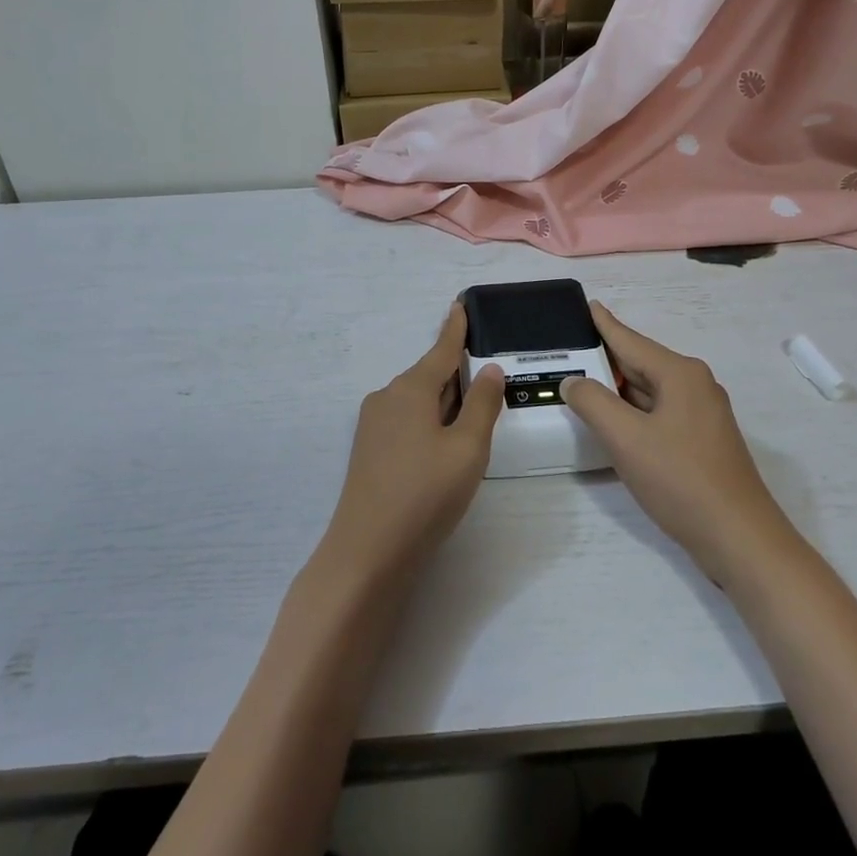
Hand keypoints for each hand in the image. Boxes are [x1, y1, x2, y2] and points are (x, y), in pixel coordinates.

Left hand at [317, 302, 505, 587]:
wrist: (368, 550)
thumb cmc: (426, 493)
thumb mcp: (467, 448)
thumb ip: (482, 405)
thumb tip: (488, 369)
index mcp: (410, 389)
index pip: (441, 350)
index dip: (455, 329)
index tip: (460, 304)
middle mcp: (386, 397)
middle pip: (429, 376)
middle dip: (457, 375)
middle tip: (488, 375)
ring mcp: (373, 425)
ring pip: (418, 401)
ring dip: (444, 403)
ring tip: (474, 416)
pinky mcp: (370, 450)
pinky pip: (406, 421)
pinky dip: (430, 422)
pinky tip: (444, 443)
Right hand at [561, 302, 796, 581]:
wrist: (738, 538)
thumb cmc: (680, 479)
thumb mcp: (626, 438)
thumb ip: (593, 403)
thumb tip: (573, 381)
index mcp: (680, 374)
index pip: (630, 340)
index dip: (604, 324)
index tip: (587, 304)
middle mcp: (694, 385)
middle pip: (640, 364)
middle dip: (605, 359)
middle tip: (569, 350)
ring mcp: (701, 415)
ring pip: (649, 391)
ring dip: (617, 389)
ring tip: (581, 381)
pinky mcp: (701, 441)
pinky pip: (658, 413)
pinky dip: (632, 411)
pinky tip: (612, 420)